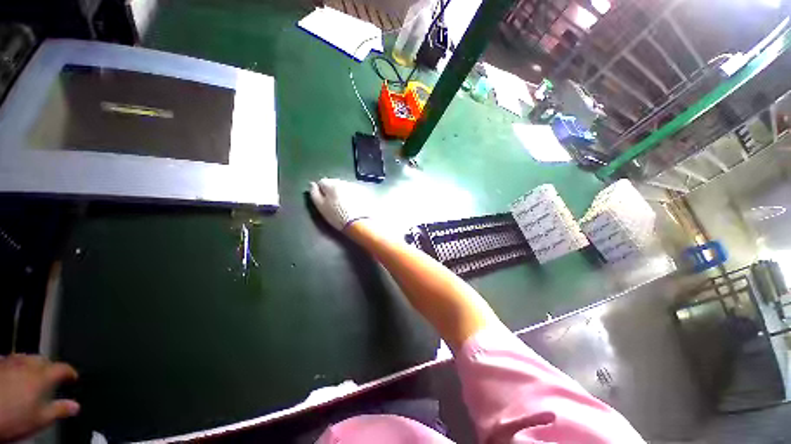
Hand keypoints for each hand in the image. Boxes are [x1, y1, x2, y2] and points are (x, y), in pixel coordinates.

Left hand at [0, 354, 79, 441]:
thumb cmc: (13, 418)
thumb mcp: (40, 420)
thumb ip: (59, 410)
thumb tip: (76, 406)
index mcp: (43, 376)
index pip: (64, 368)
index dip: (71, 372)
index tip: (74, 377)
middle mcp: (29, 365)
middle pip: (43, 360)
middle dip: (49, 366)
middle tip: (52, 377)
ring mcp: (11, 363)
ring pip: (25, 358)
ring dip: (32, 365)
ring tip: (33, 375)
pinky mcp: (0, 365)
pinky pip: (11, 361)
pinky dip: (16, 367)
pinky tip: (13, 375)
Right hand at [309, 178, 373, 230]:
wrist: (359, 224)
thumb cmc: (337, 217)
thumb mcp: (321, 207)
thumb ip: (314, 194)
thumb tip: (312, 184)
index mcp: (332, 184)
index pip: (321, 182)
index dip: (321, 191)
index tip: (323, 201)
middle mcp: (344, 182)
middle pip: (335, 183)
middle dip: (332, 191)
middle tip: (334, 204)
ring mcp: (356, 187)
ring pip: (345, 187)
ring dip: (343, 193)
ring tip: (344, 206)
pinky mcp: (364, 193)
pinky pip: (354, 191)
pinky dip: (352, 196)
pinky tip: (353, 205)